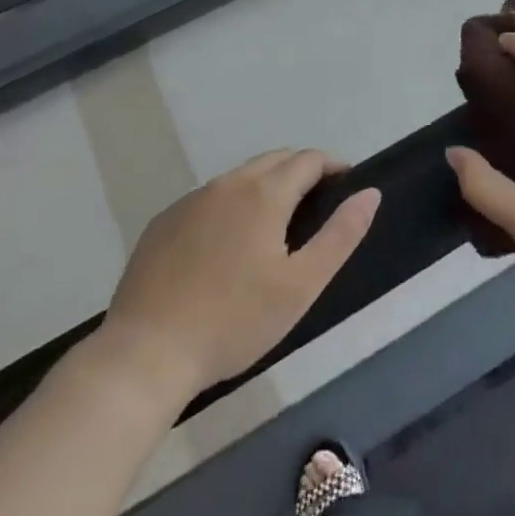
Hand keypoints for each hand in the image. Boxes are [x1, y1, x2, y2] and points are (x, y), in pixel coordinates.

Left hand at [96, 149, 380, 410]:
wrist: (144, 356)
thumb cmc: (234, 321)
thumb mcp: (301, 285)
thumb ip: (341, 234)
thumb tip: (370, 192)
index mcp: (264, 193)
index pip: (308, 159)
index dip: (332, 165)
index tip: (345, 183)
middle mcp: (227, 184)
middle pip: (274, 160)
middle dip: (300, 171)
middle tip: (316, 203)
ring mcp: (189, 202)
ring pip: (239, 178)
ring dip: (264, 186)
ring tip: (275, 224)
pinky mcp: (161, 224)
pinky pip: (207, 200)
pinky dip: (229, 206)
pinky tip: (226, 245)